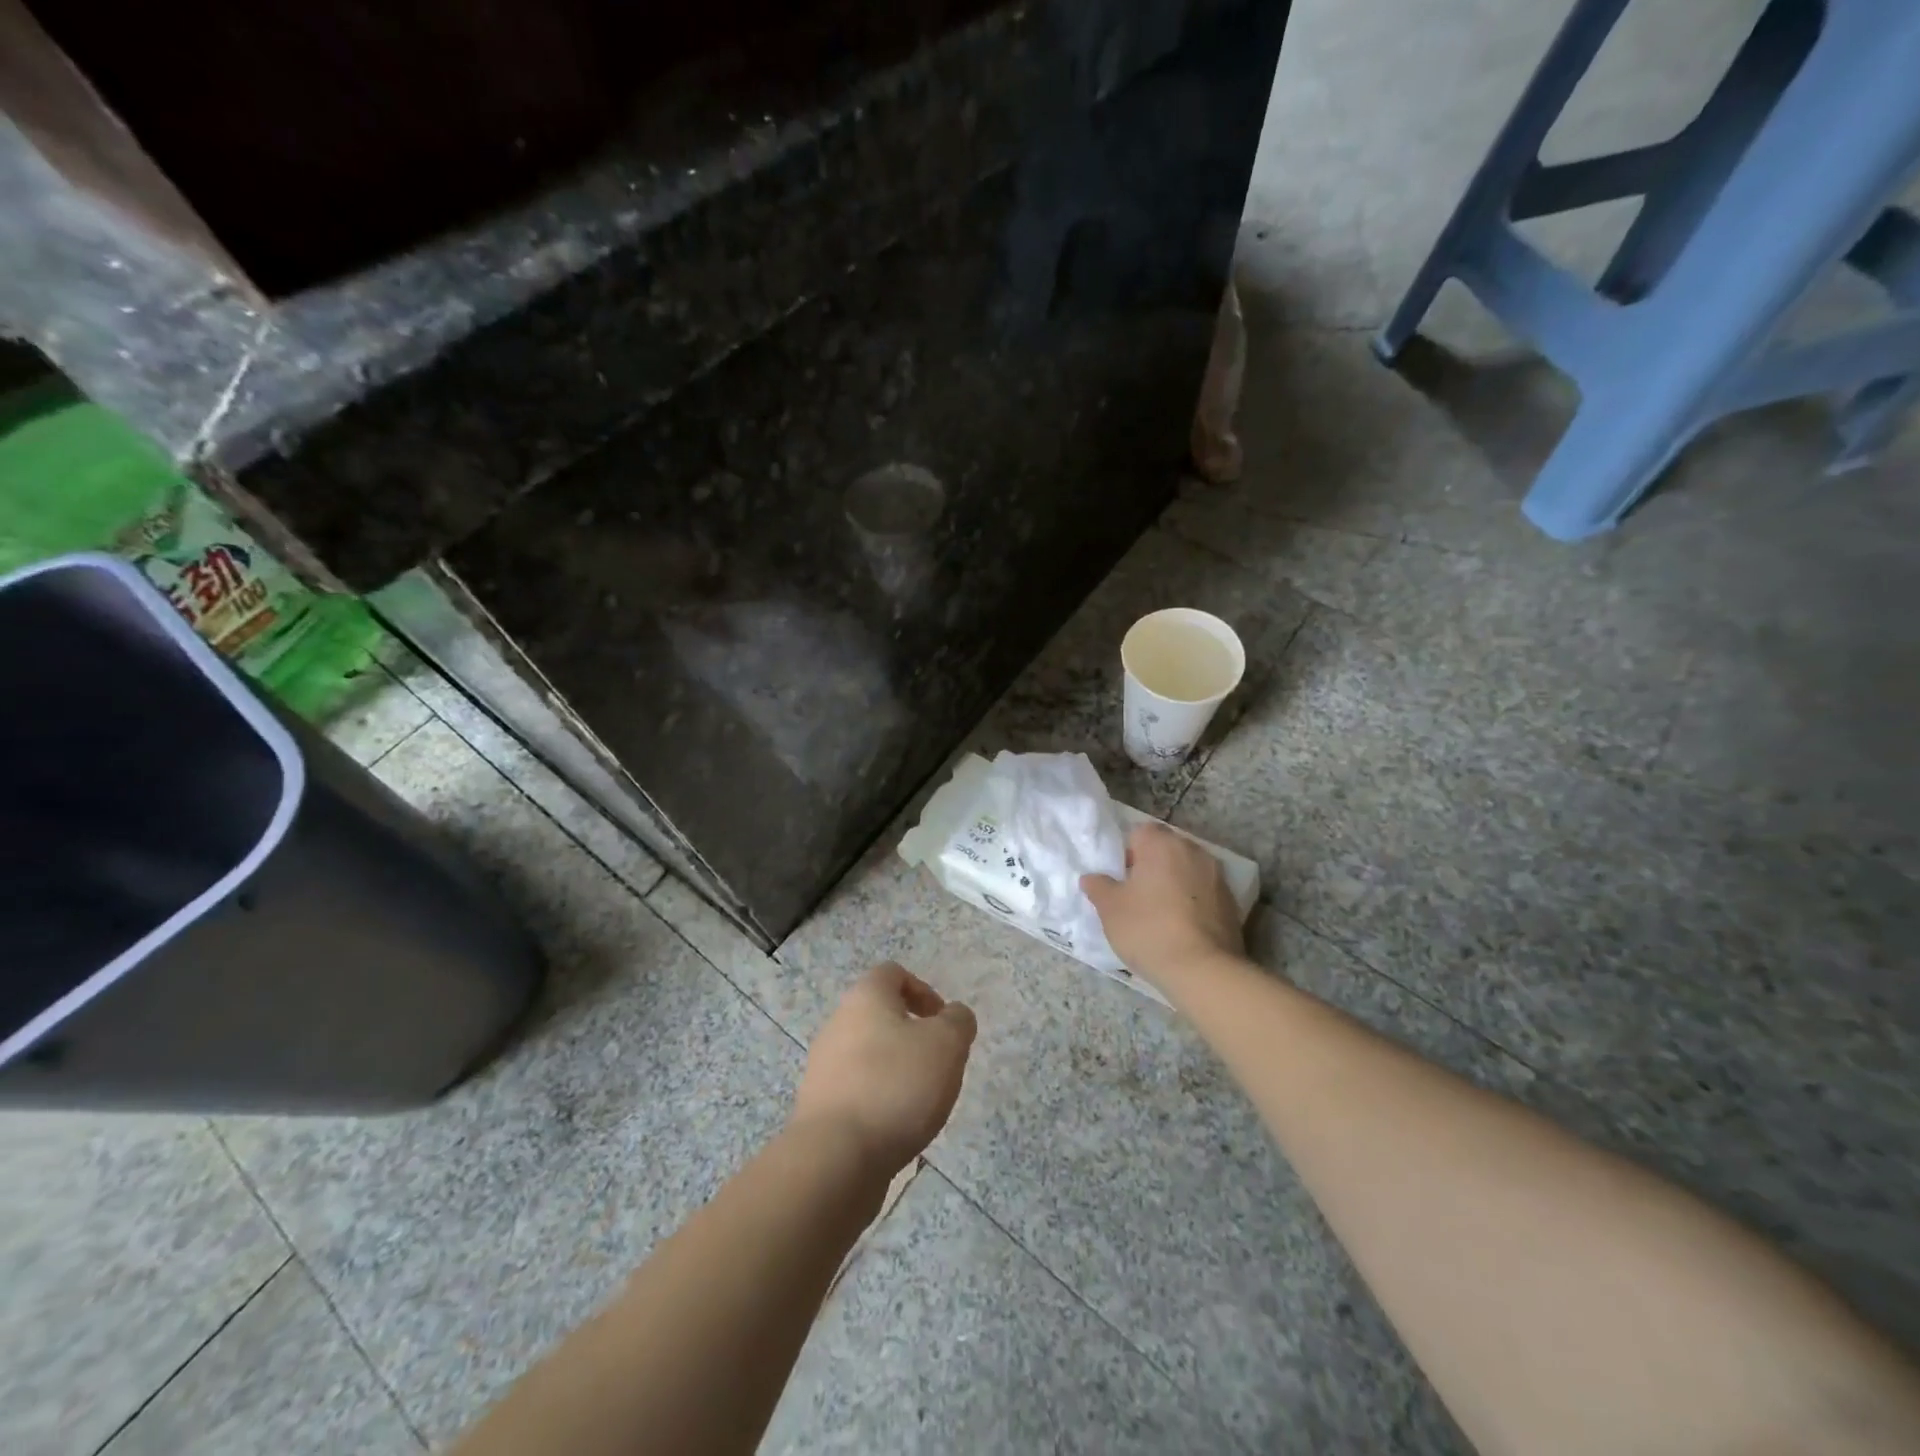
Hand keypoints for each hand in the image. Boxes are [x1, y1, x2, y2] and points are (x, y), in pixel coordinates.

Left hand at [789, 963, 976, 1176]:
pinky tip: (896, 1127)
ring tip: (921, 1102)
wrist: (836, 1157)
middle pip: (880, 1016)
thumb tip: (953, 1016)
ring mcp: (823, 1067)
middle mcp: (838, 1024)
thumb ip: (958, 1021)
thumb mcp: (947, 1044)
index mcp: (865, 998)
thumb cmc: (896, 1085)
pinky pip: (858, 1092)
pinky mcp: (820, 1107)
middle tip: (938, 1065)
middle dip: (913, 1037)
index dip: (923, 991)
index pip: (893, 974)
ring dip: (897, 1072)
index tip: (942, 1023)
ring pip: (869, 1056)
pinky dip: (879, 1102)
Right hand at [1082, 822, 1243, 987]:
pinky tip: (1182, 928)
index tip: (1121, 880)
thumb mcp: (1110, 909)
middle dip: (1151, 867)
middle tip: (1136, 897)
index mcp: (1162, 844)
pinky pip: (1203, 892)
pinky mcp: (1231, 902)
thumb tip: (1091, 878)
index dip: (1126, 854)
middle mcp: (1193, 850)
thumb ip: (1098, 886)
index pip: (1139, 833)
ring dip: (1173, 883)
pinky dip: (1192, 902)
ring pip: (1186, 870)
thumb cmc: (1148, 929)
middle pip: (1165, 849)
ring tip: (1160, 914)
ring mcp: (1217, 876)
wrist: (1203, 970)